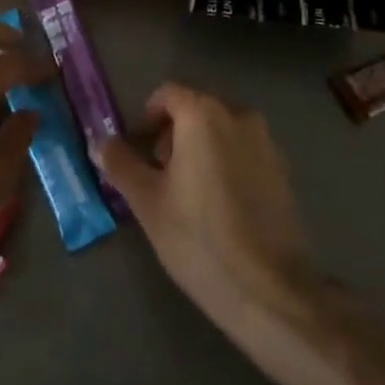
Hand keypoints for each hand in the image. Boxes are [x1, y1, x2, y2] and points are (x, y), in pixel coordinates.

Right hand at [96, 83, 316, 337]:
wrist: (270, 291)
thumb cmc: (199, 239)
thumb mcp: (147, 202)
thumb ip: (121, 164)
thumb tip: (101, 142)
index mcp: (204, 114)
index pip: (168, 94)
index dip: (146, 118)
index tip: (137, 150)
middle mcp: (239, 115)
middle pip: (196, 108)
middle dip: (173, 133)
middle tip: (158, 173)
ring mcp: (266, 141)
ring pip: (222, 129)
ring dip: (200, 147)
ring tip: (187, 192)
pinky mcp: (283, 170)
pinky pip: (244, 150)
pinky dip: (225, 161)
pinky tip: (218, 205)